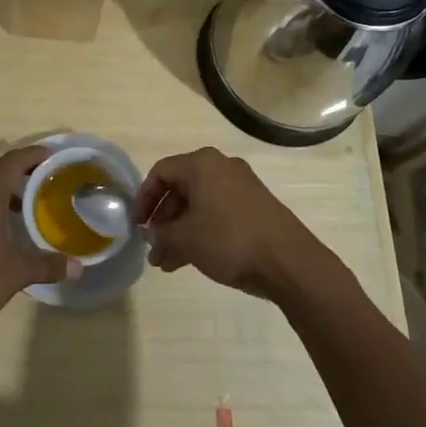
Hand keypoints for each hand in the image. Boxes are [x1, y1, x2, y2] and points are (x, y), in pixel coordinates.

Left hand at [0, 146, 72, 338]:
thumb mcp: (16, 272)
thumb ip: (48, 265)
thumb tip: (78, 267)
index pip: (12, 161)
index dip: (33, 154)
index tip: (54, 155)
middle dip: (23, 171)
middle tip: (49, 178)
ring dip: (8, 191)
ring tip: (34, 203)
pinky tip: (8, 229)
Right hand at [134, 147, 327, 299]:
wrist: (289, 261)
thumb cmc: (229, 239)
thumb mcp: (186, 239)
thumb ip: (161, 234)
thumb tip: (152, 235)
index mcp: (202, 164)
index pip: (160, 172)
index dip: (143, 199)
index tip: (136, 225)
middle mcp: (221, 167)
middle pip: (180, 188)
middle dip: (163, 220)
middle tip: (153, 247)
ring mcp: (241, 186)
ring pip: (199, 204)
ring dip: (180, 231)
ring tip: (168, 262)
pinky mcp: (255, 206)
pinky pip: (218, 213)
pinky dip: (201, 231)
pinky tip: (191, 259)